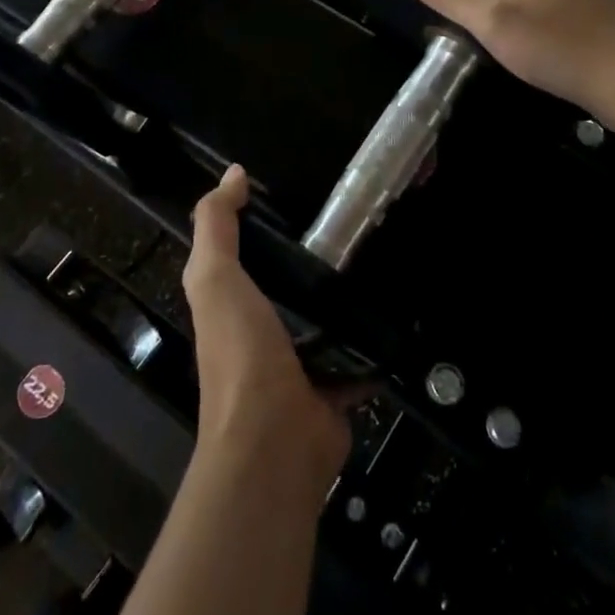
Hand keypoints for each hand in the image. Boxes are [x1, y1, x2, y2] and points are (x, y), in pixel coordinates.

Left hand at [183, 166, 354, 481]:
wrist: (275, 441)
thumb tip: (234, 173)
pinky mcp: (335, 385)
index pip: (246, 252)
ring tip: (383, 252)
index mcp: (231, 302)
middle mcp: (262, 329)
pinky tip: (400, 304)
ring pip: (326, 314)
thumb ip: (216, 225)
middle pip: (290, 281)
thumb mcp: (215, 277)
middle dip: (317, 255)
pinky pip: (358, 350)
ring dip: (348, 293)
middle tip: (357, 220)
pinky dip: (374, 334)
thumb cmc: (241, 351)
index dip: (265, 222)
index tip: (303, 192)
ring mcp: (300, 361)